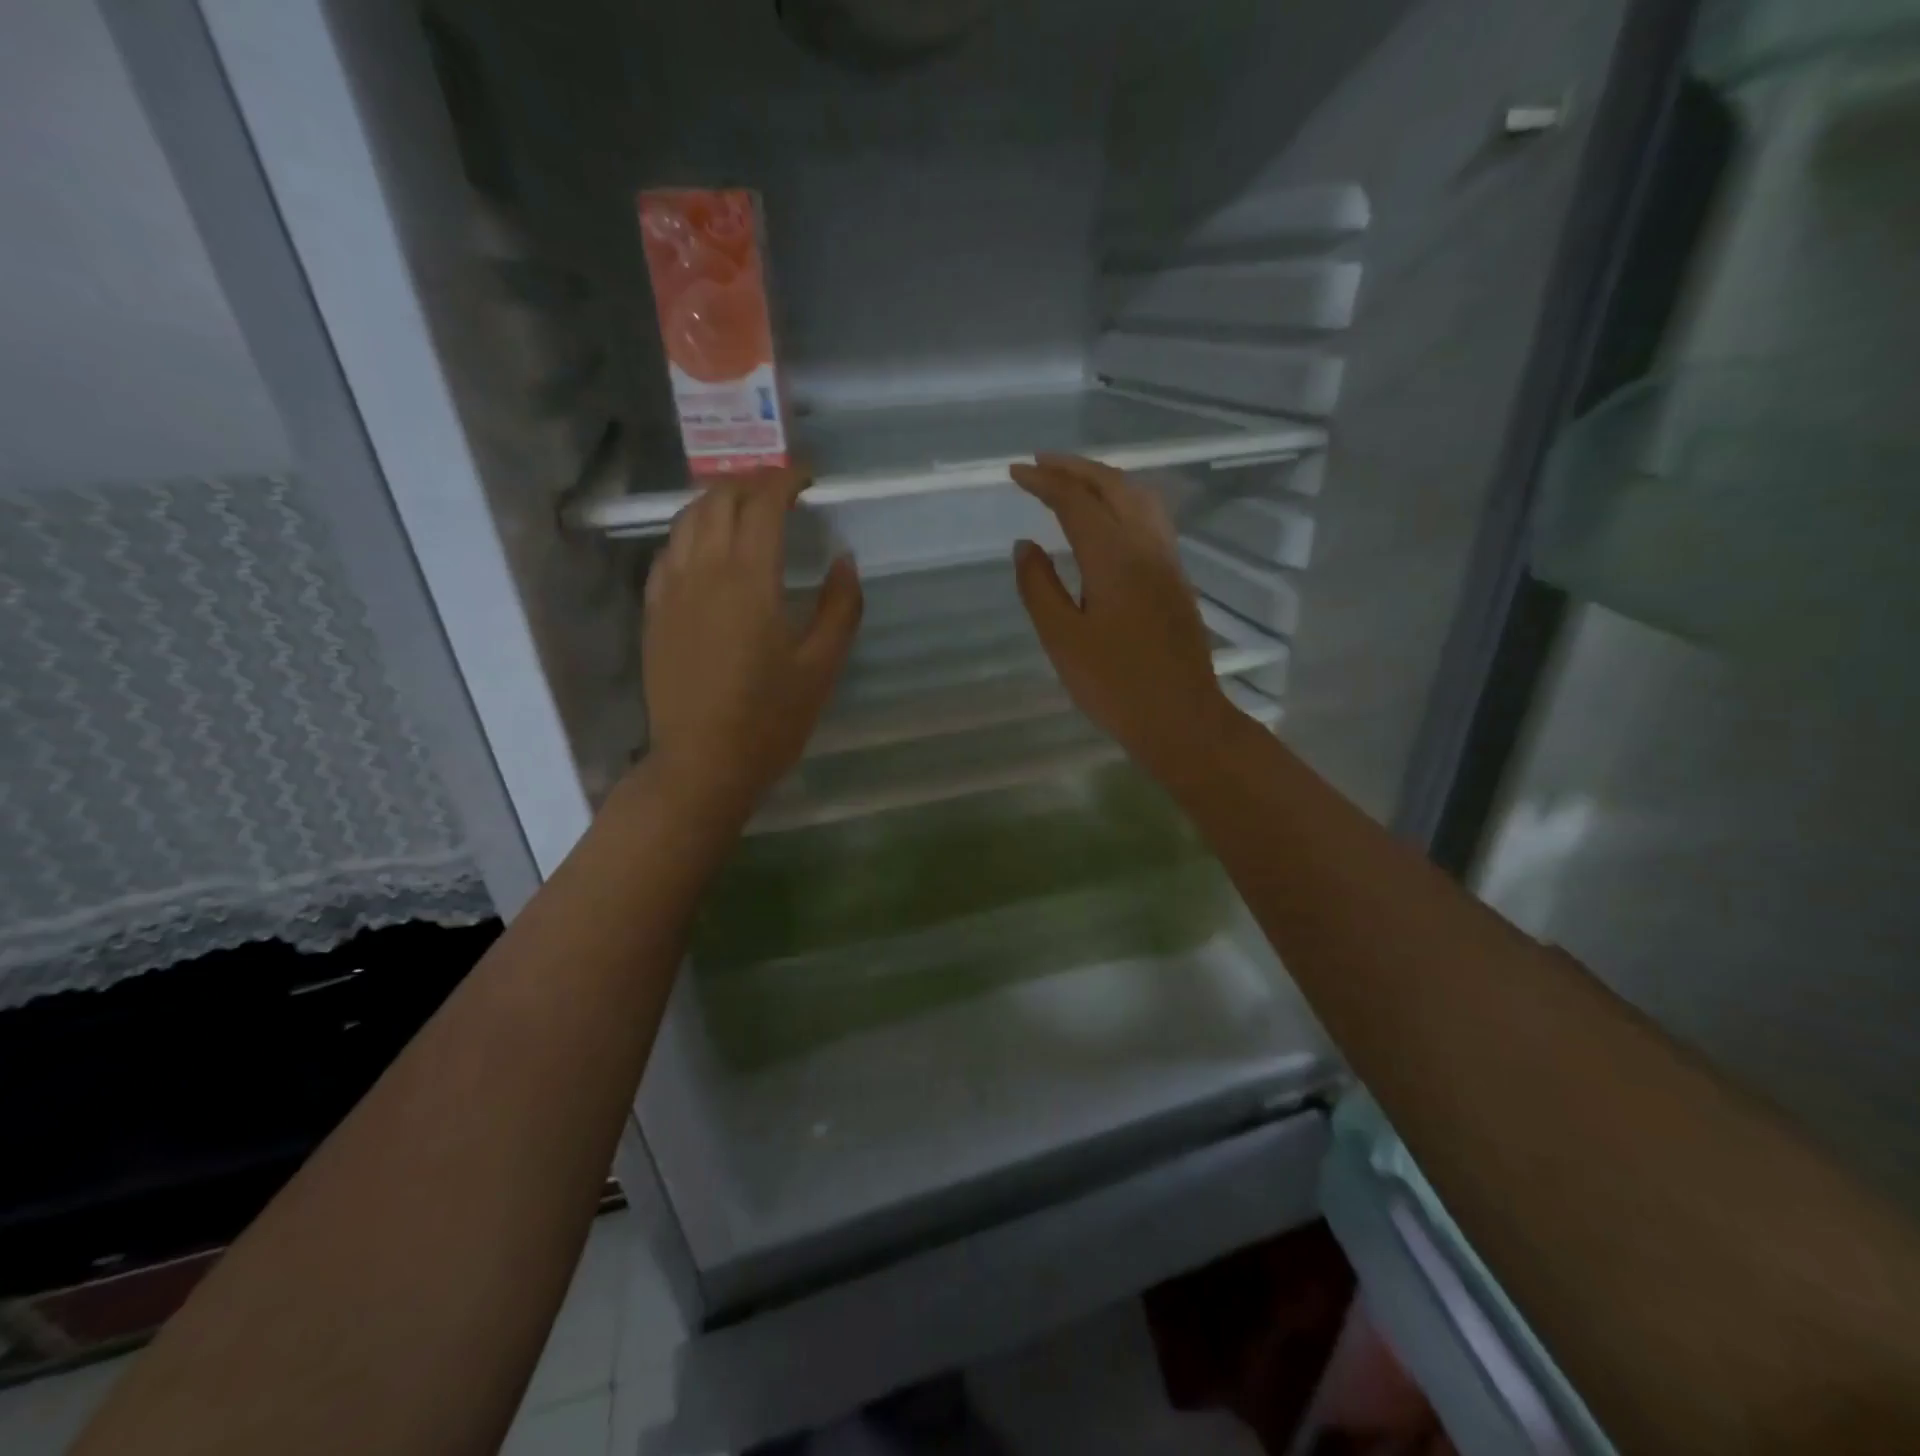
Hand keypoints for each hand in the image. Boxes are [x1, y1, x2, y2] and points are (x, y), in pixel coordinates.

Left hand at [642, 468, 861, 823]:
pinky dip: (692, 532)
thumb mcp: (821, 667)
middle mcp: (704, 571)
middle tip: (782, 488)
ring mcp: (671, 590)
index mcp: (750, 580)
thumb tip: (844, 560)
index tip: (809, 478)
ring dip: (718, 500)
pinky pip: (669, 551)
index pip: (764, 504)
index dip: (786, 480)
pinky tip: (707, 547)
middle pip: (720, 500)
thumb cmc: (770, 721)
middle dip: (752, 481)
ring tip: (746, 507)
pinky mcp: (654, 612)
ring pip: (687, 519)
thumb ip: (840, 607)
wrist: (702, 764)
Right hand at [1010, 454, 1233, 779]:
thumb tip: (1025, 545)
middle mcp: (1146, 546)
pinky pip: (1151, 518)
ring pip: (1139, 497)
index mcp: (1114, 557)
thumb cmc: (1113, 685)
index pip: (1075, 501)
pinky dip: (1123, 500)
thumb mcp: (1062, 639)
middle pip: (1113, 486)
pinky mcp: (1177, 578)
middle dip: (1075, 468)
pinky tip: (1108, 518)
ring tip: (1072, 481)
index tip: (1015, 473)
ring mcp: (1168, 560)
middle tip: (1040, 464)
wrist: (1180, 718)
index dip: (1044, 482)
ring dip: (1104, 479)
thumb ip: (1039, 587)